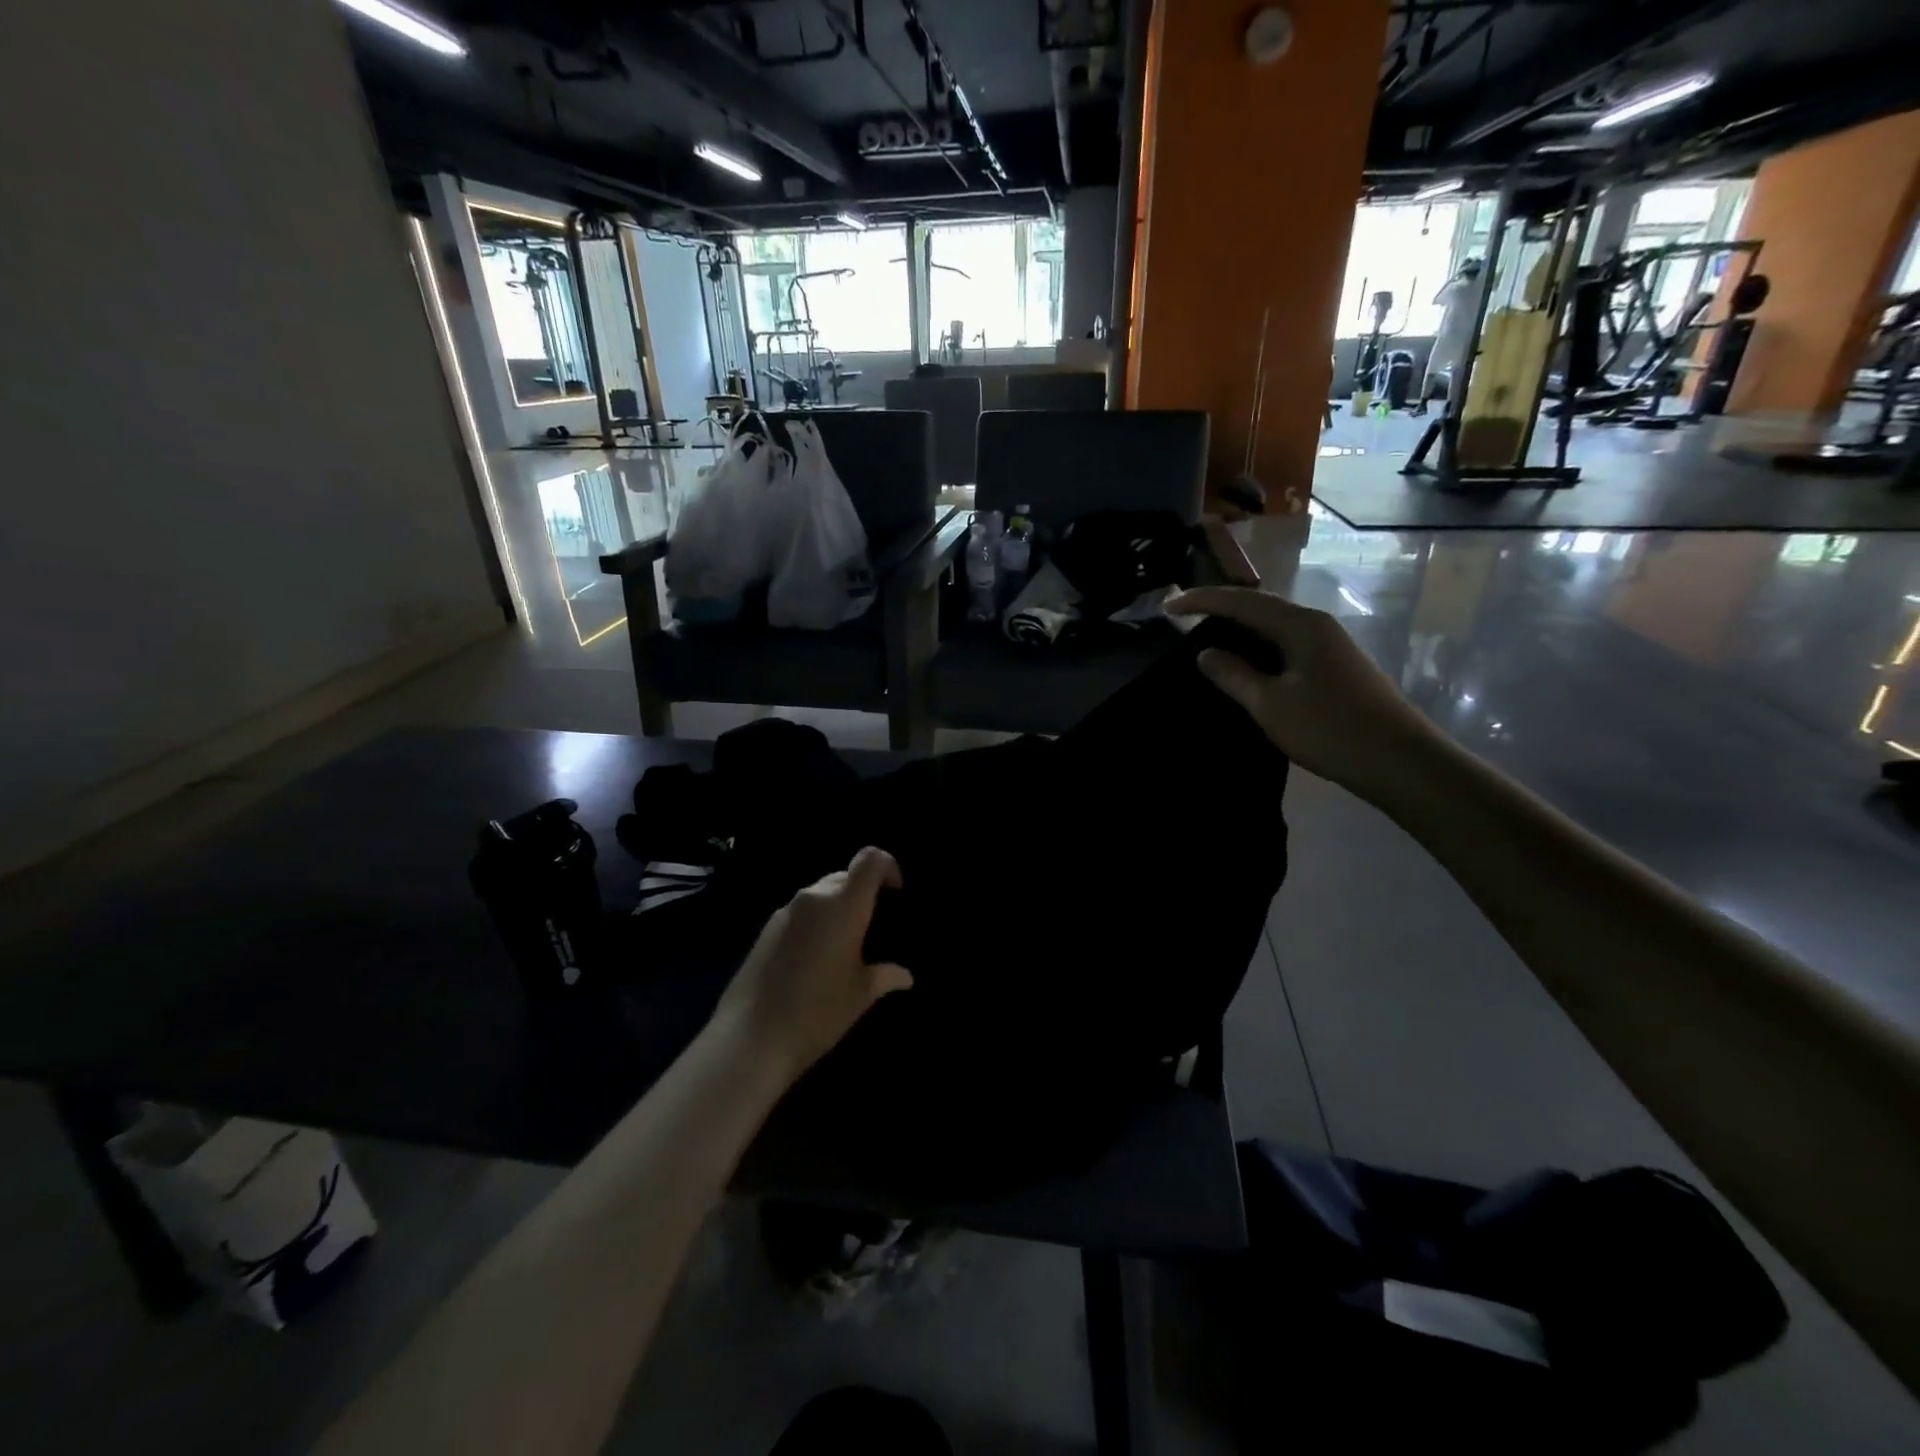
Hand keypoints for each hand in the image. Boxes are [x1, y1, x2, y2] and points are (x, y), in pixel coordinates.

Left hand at [712, 847, 912, 1084]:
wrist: (750, 1037)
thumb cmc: (817, 1011)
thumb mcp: (860, 995)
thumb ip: (885, 976)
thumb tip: (906, 975)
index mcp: (844, 905)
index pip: (869, 859)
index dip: (887, 866)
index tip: (895, 891)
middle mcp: (814, 898)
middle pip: (845, 875)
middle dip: (863, 891)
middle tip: (873, 925)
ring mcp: (786, 911)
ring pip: (820, 894)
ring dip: (837, 907)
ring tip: (845, 944)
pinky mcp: (766, 929)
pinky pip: (801, 912)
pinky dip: (816, 922)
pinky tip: (816, 958)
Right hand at [1167, 586, 1441, 798]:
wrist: (1400, 761)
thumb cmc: (1330, 729)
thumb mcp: (1270, 704)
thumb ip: (1234, 675)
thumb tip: (1206, 653)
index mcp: (1300, 625)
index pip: (1241, 601)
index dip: (1202, 601)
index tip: (1167, 607)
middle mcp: (1316, 625)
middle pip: (1259, 606)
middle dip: (1220, 607)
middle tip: (1183, 617)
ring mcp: (1330, 645)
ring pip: (1274, 625)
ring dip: (1239, 627)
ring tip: (1206, 635)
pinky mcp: (1335, 666)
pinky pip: (1286, 643)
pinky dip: (1258, 646)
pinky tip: (1246, 662)